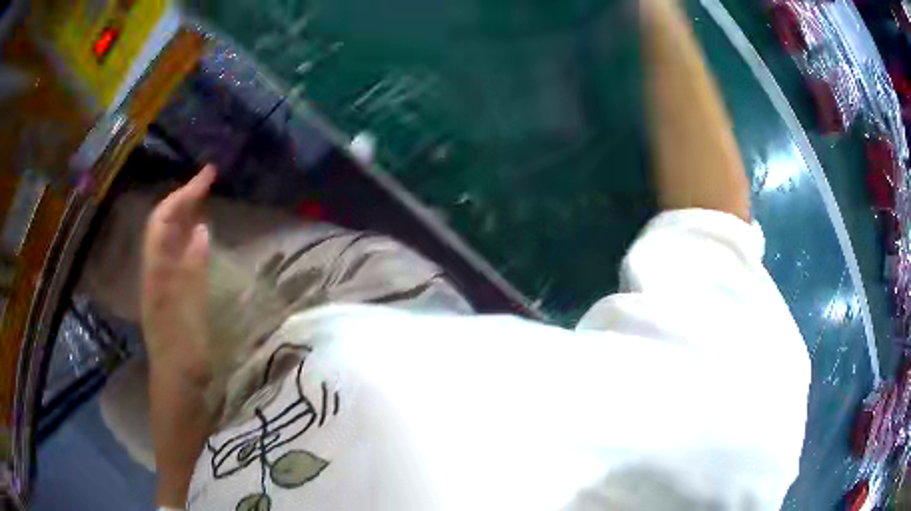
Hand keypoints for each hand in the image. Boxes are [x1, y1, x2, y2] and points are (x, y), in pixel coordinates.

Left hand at [142, 165, 214, 385]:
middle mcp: (156, 273)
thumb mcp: (187, 317)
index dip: (182, 195)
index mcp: (156, 275)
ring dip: (187, 214)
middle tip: (211, 179)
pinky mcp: (174, 294)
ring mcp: (164, 283)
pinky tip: (200, 236)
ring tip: (206, 197)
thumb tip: (201, 230)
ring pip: (171, 239)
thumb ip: (192, 274)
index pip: (162, 222)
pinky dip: (190, 237)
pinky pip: (179, 255)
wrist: (179, 391)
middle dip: (185, 197)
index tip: (208, 177)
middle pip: (165, 226)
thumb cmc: (182, 357)